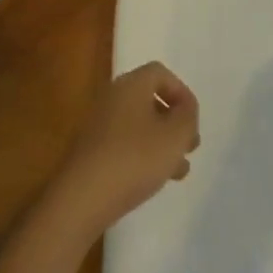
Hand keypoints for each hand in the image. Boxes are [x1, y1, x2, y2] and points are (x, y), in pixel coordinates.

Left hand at [48, 62, 199, 238]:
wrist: (80, 199)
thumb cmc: (134, 159)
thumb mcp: (175, 136)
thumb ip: (188, 116)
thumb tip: (185, 108)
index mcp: (131, 85)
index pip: (161, 73)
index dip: (182, 93)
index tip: (192, 120)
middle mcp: (111, 98)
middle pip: (150, 100)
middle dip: (174, 122)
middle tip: (189, 146)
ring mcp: (97, 126)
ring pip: (138, 125)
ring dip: (161, 143)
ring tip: (177, 171)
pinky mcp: (89, 152)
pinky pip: (123, 144)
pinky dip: (142, 155)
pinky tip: (152, 180)